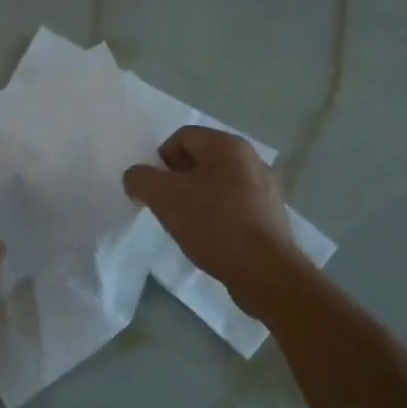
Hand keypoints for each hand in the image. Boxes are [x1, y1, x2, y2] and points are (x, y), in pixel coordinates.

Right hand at [123, 127, 297, 315]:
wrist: (264, 270)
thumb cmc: (213, 224)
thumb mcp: (164, 197)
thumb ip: (141, 179)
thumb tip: (136, 177)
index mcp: (227, 145)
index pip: (181, 137)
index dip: (160, 160)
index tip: (154, 190)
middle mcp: (250, 158)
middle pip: (200, 158)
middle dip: (177, 179)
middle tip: (166, 206)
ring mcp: (265, 186)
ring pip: (217, 182)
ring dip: (196, 198)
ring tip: (187, 224)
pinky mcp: (270, 213)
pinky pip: (234, 203)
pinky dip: (217, 214)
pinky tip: (211, 236)